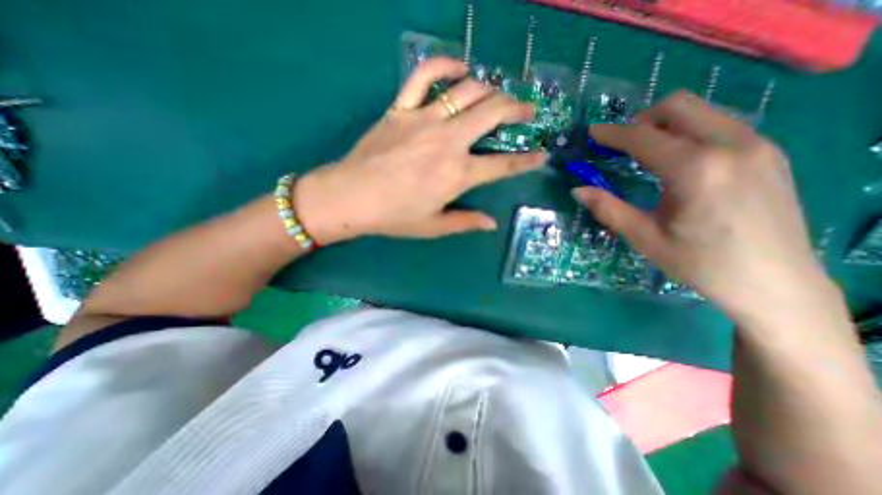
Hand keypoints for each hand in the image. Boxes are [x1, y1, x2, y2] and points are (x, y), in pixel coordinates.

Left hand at [294, 55, 544, 243]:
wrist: (351, 197)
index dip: (526, 161)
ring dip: (490, 88)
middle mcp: (448, 141)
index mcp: (458, 174)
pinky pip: (424, 76)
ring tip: (499, 93)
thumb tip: (492, 224)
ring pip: (468, 91)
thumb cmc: (394, 216)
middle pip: (492, 114)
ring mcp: (424, 120)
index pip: (502, 165)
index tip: (541, 155)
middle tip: (527, 110)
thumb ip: (465, 222)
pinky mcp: (401, 108)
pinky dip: (444, 65)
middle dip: (517, 109)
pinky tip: (460, 68)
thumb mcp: (433, 226)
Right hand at [573, 92, 835, 323]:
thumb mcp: (644, 238)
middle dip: (641, 121)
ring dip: (665, 125)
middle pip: (678, 106)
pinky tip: (679, 163)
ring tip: (646, 154)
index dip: (612, 134)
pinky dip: (689, 133)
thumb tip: (578, 190)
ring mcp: (757, 145)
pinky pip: (719, 125)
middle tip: (622, 147)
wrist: (775, 283)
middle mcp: (732, 145)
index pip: (644, 137)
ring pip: (701, 111)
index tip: (591, 133)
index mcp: (696, 169)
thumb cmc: (701, 264)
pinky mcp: (769, 152)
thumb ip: (608, 209)